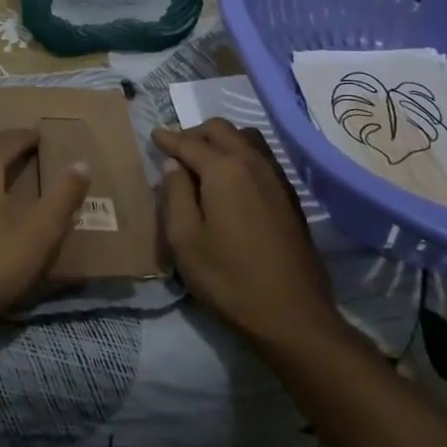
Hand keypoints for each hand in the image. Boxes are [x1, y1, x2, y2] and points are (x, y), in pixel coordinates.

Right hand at [152, 118, 343, 354]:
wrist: (293, 316)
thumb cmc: (229, 279)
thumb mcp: (185, 240)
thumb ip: (175, 194)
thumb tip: (174, 165)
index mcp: (224, 169)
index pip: (189, 143)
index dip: (168, 139)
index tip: (153, 135)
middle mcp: (253, 163)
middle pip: (221, 130)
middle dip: (195, 134)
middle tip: (176, 151)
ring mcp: (276, 178)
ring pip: (246, 139)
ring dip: (222, 141)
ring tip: (203, 163)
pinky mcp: (290, 197)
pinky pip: (261, 157)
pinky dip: (241, 155)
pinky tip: (231, 180)